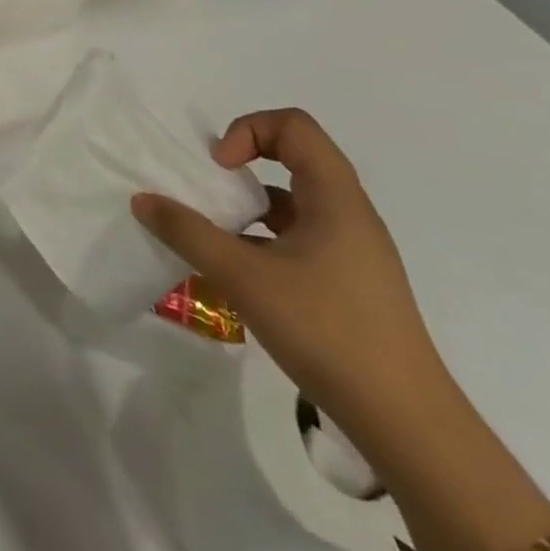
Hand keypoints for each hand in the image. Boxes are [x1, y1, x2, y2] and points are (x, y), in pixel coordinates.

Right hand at [131, 108, 449, 437]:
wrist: (406, 424)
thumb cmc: (327, 332)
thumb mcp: (244, 277)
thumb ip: (188, 233)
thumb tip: (142, 200)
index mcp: (335, 199)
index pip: (294, 126)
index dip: (249, 131)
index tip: (221, 169)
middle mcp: (349, 214)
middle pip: (295, 156)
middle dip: (244, 164)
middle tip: (210, 191)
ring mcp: (352, 250)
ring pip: (295, 200)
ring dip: (249, 205)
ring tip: (215, 235)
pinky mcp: (349, 281)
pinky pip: (299, 236)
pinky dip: (263, 238)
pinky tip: (238, 274)